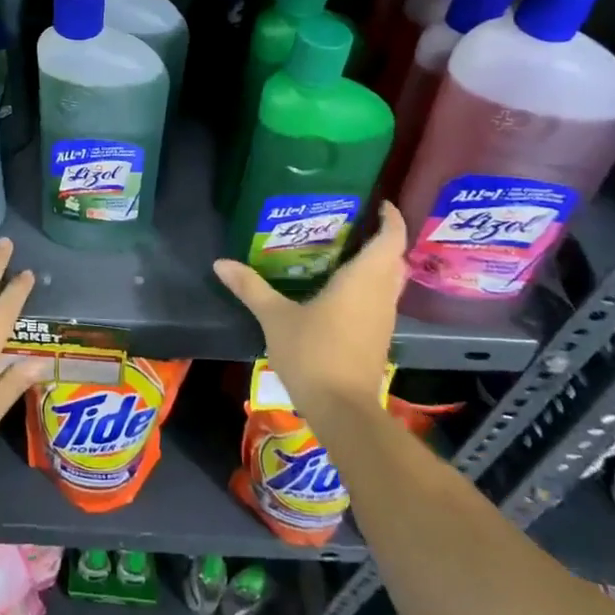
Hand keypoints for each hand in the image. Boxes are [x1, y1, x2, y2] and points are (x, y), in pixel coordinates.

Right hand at [213, 204, 405, 432]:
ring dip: (376, 263)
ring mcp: (383, 319)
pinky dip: (369, 286)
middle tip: (353, 223)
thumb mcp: (275, 318)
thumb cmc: (313, 354)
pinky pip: (380, 299)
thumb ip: (251, 287)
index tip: (379, 203)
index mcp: (363, 280)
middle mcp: (381, 295)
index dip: (391, 218)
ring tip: (343, 250)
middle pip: (393, 258)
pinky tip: (339, 289)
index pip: (391, 239)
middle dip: (381, 238)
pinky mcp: (378, 338)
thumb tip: (220, 263)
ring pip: (389, 281)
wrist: (342, 411)